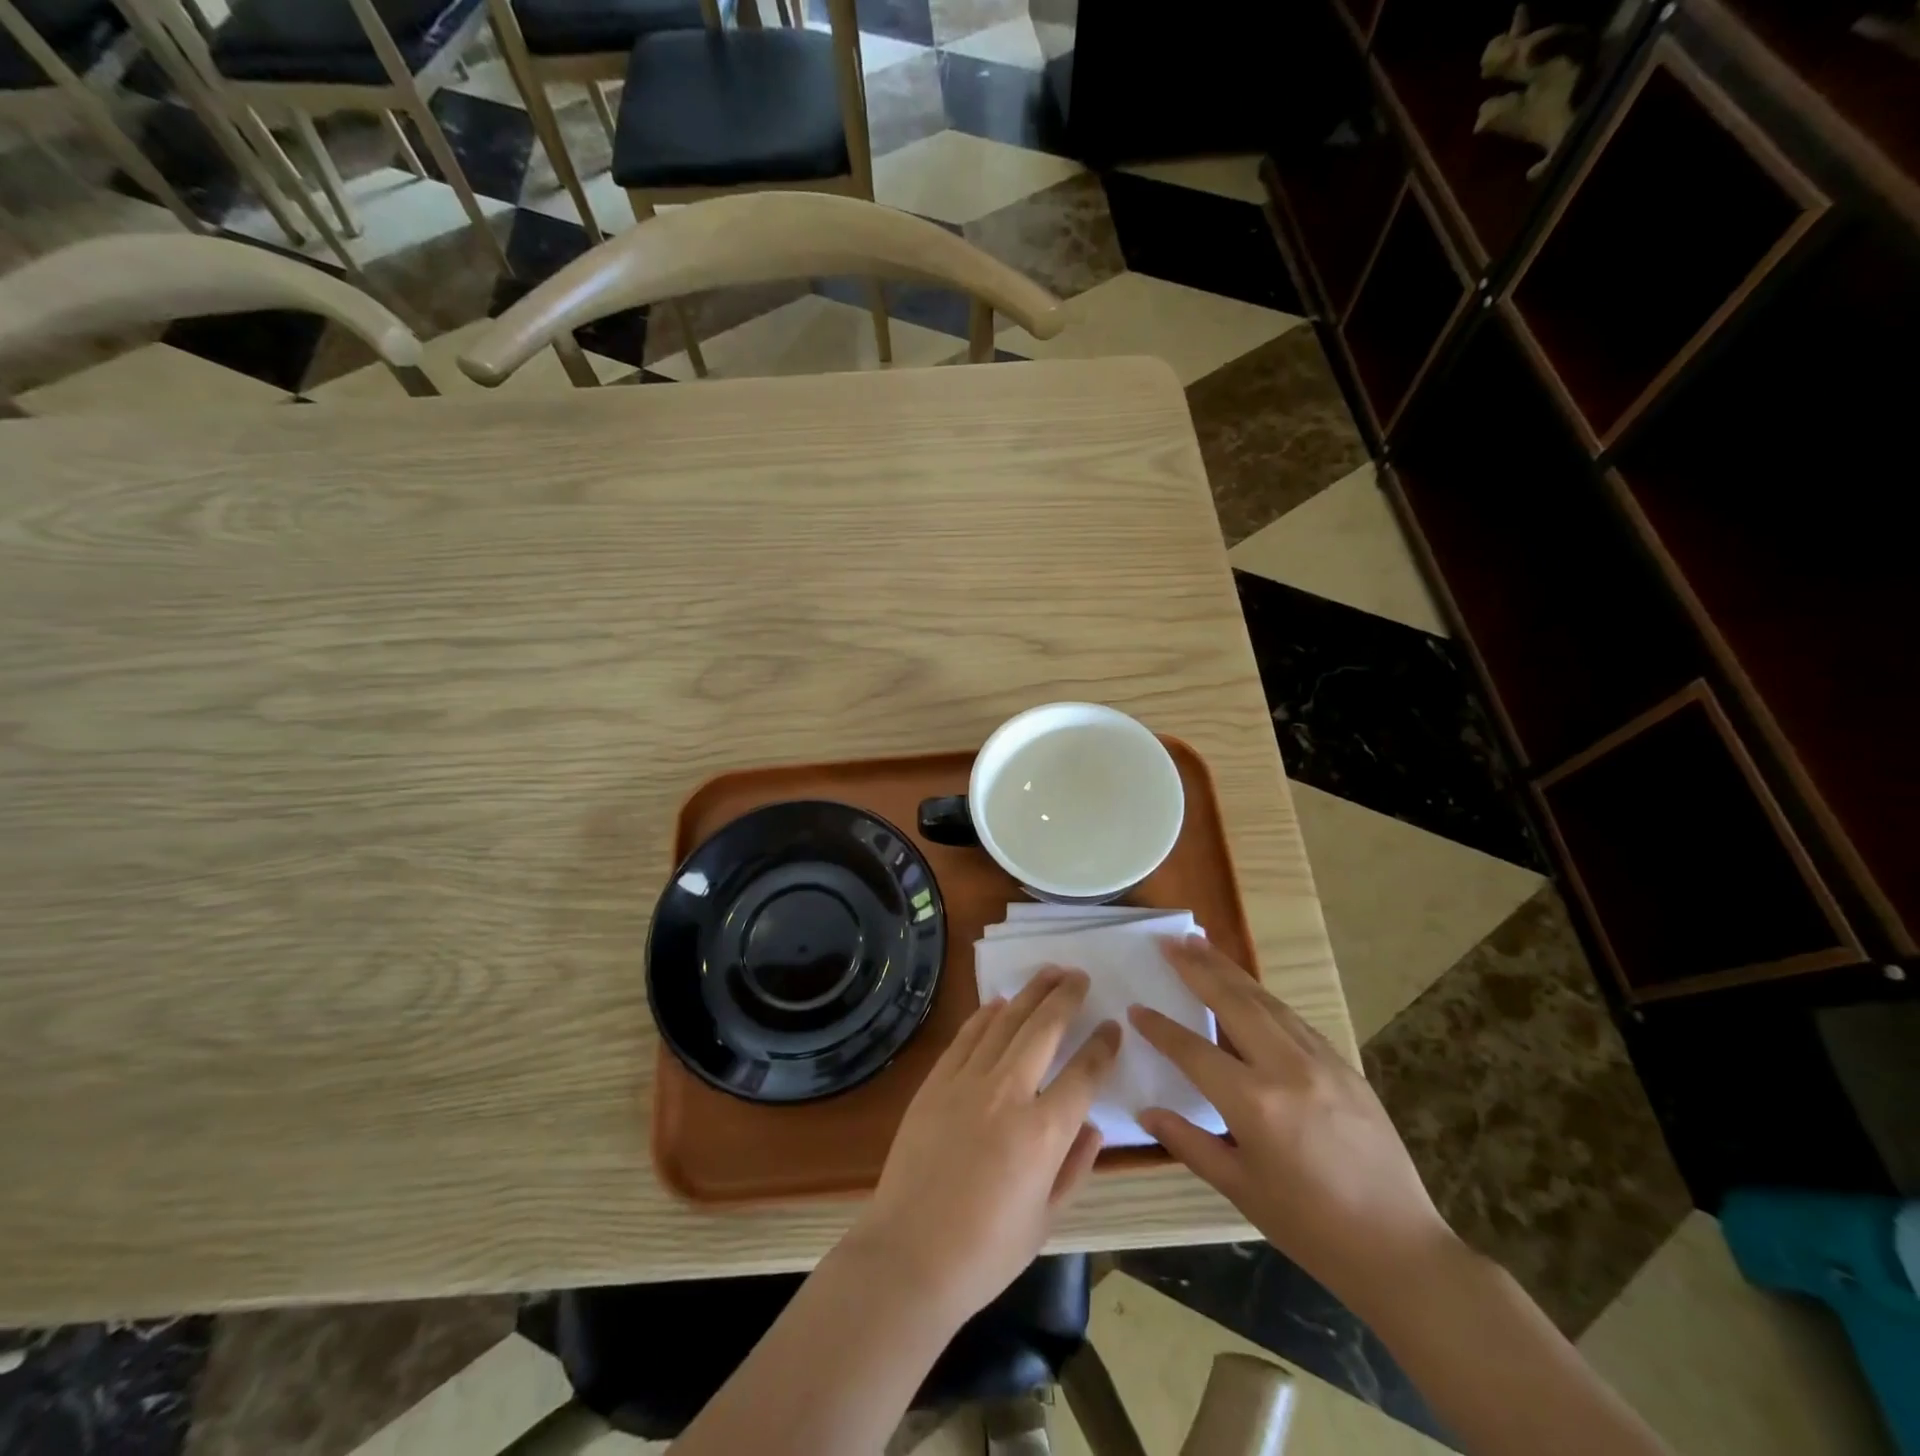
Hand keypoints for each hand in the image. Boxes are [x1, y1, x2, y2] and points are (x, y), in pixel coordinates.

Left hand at [850, 968, 1119, 1325]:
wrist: (909, 1254)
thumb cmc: (985, 1252)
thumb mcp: (1046, 1220)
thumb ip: (1074, 1167)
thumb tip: (1093, 1126)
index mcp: (1043, 1133)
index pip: (1084, 1074)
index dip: (1103, 1046)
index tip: (1113, 1027)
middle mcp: (1008, 1094)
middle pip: (1044, 1029)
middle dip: (1066, 997)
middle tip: (1080, 976)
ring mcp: (967, 1082)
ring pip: (1006, 1022)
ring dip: (1030, 993)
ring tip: (1049, 972)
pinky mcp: (936, 1082)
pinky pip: (967, 1036)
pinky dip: (986, 1014)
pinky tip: (1000, 1002)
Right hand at [1129, 935, 1454, 1313]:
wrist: (1399, 1248)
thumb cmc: (1309, 1226)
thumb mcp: (1240, 1189)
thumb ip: (1189, 1143)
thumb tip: (1147, 1112)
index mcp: (1254, 1103)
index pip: (1193, 1050)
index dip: (1161, 1028)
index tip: (1136, 1008)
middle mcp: (1285, 1068)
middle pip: (1233, 1002)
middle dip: (1197, 967)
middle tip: (1169, 941)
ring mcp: (1320, 1061)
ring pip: (1266, 1000)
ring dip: (1229, 969)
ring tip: (1201, 943)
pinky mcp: (1343, 1064)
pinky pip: (1293, 1018)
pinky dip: (1262, 995)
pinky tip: (1248, 987)